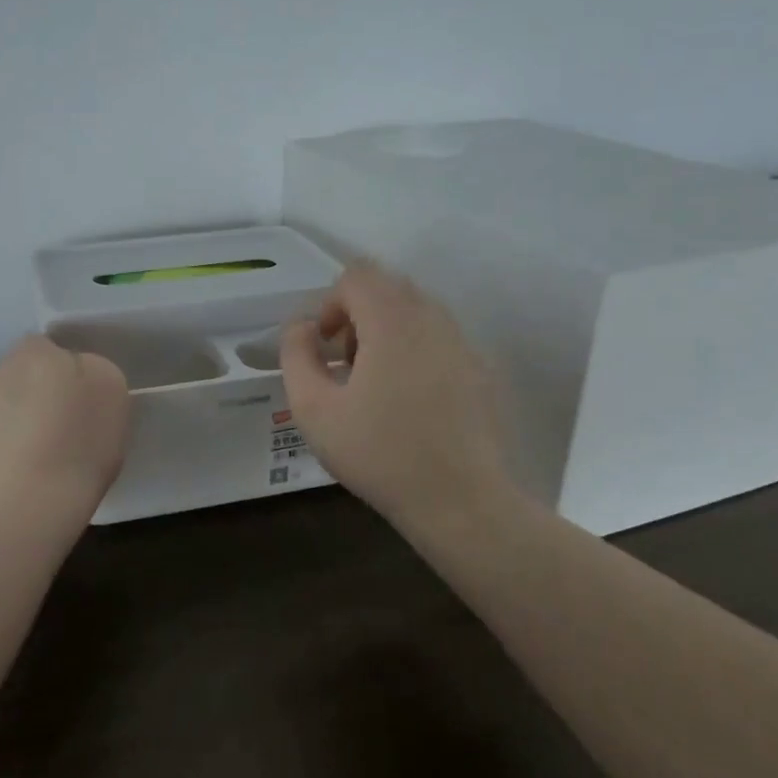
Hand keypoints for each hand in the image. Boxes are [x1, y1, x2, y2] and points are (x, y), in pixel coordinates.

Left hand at [0, 335, 131, 514]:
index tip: (80, 390)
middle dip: (39, 395)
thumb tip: (73, 371)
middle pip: (20, 379)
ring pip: (4, 413)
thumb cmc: (81, 438)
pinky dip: (8, 459)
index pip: (41, 344)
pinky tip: (29, 481)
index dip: (61, 364)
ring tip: (50, 459)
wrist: (35, 504)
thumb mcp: (110, 386)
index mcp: (31, 356)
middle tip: (69, 424)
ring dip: (22, 426)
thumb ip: (90, 367)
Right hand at [281, 261, 509, 524]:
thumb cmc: (380, 454)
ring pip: (416, 311)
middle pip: (388, 287)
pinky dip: (414, 350)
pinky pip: (439, 338)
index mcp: (392, 321)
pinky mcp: (481, 369)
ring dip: (385, 331)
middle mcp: (433, 318)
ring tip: (373, 383)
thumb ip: (296, 355)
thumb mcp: (313, 410)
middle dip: (357, 314)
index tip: (324, 347)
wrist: (462, 501)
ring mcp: (463, 343)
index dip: (330, 303)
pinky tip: (408, 401)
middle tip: (345, 363)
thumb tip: (302, 327)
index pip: (357, 276)